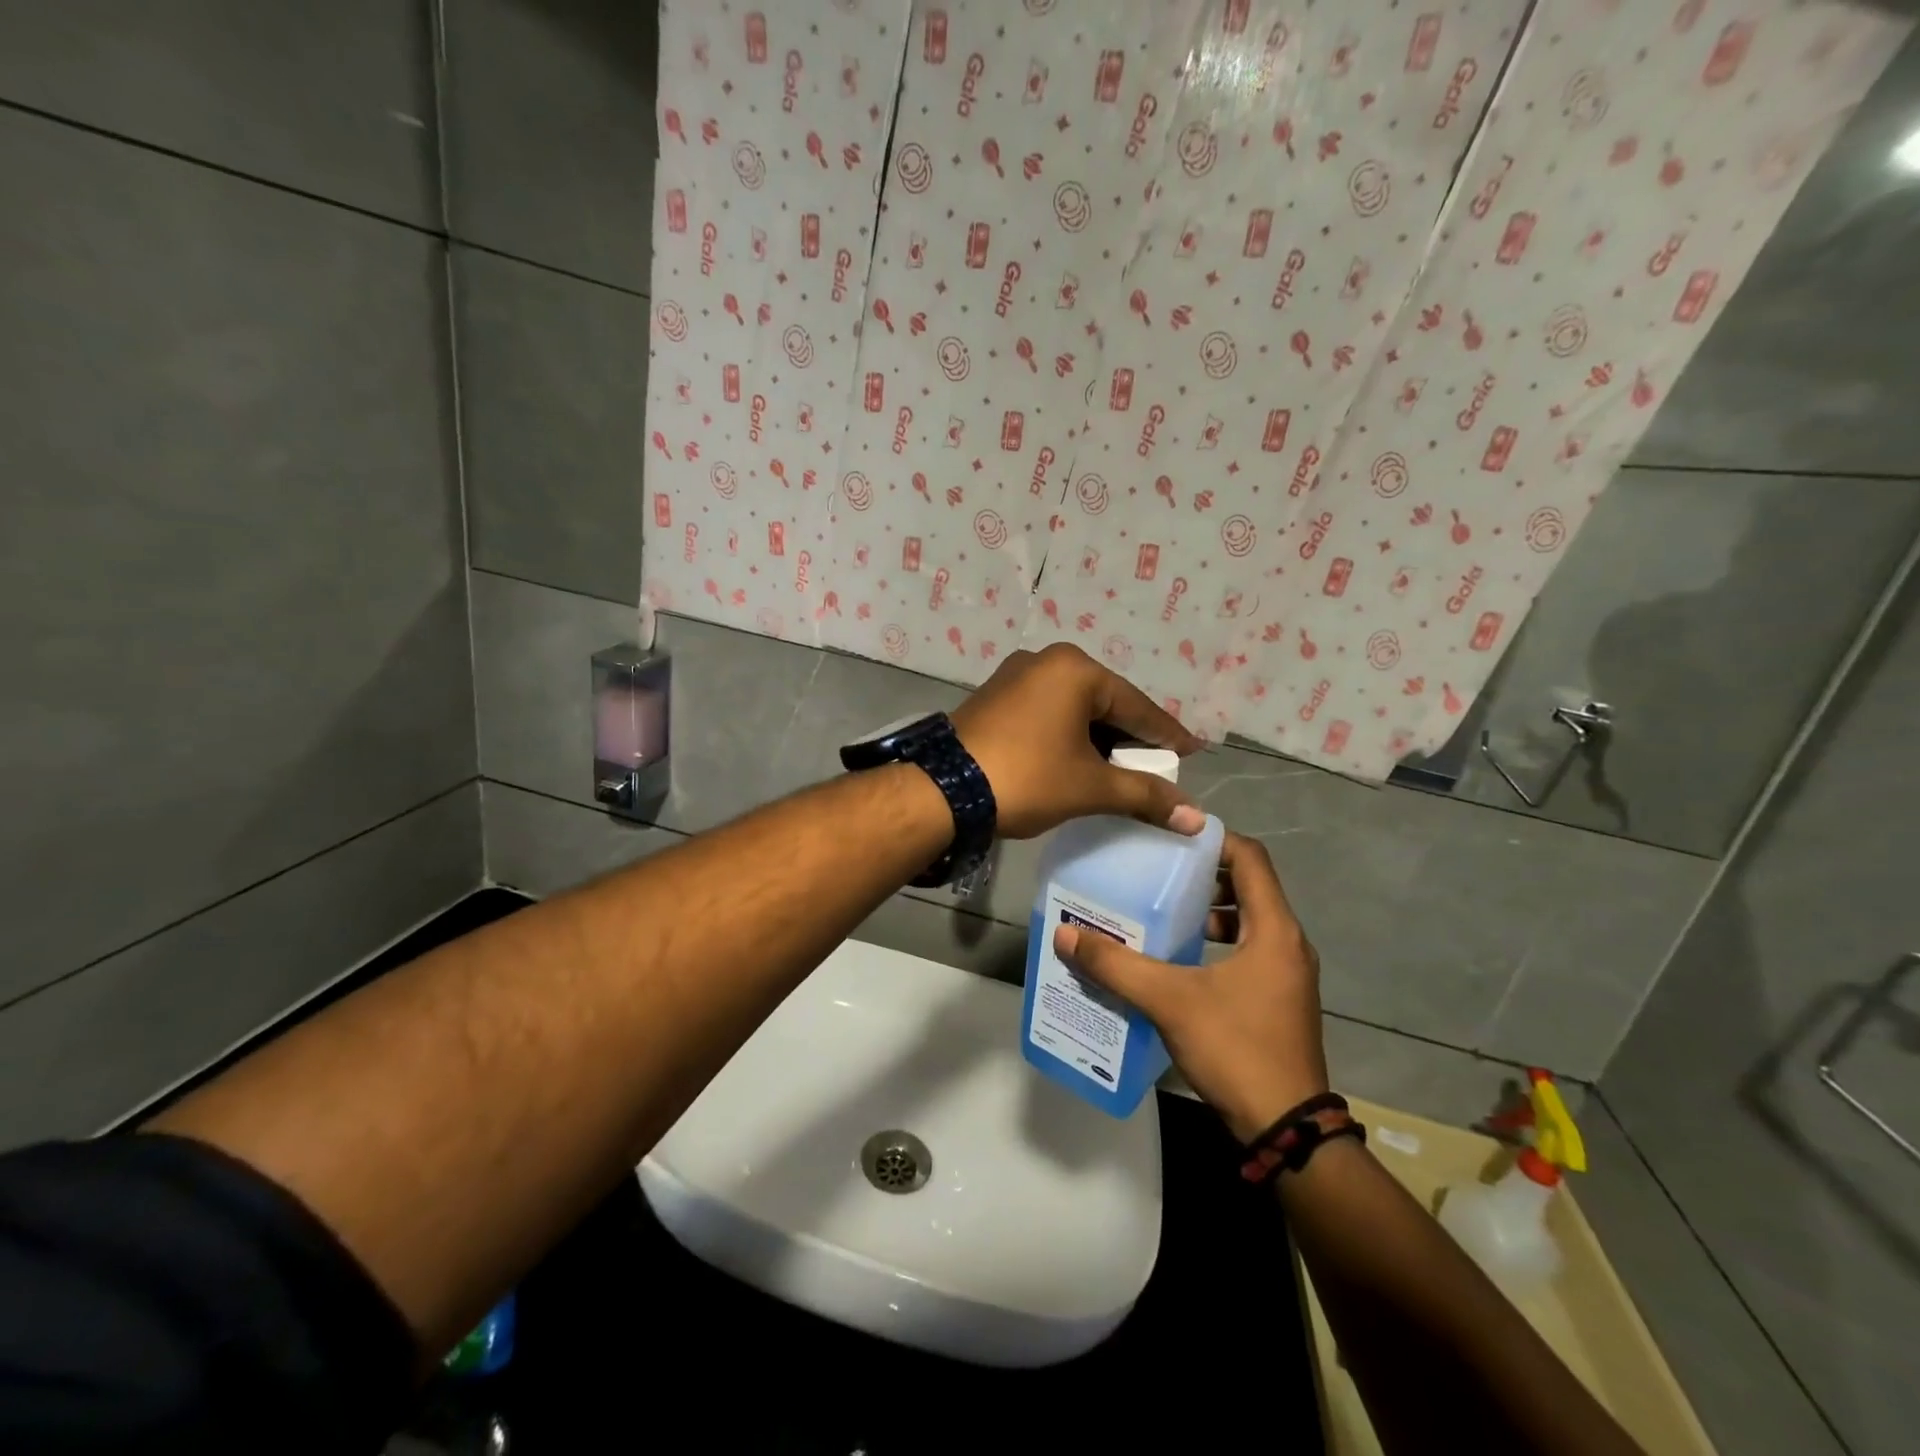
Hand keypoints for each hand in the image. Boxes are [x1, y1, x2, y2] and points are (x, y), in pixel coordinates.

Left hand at [951, 643, 1205, 838]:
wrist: (942, 790)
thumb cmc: (1027, 779)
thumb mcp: (1090, 787)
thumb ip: (1145, 796)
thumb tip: (1196, 818)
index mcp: (1075, 670)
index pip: (1137, 706)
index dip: (1167, 735)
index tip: (1193, 751)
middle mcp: (1046, 661)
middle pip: (1105, 703)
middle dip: (1130, 738)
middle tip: (1156, 766)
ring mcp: (1015, 676)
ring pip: (1073, 709)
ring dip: (1098, 738)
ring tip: (1120, 769)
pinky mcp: (994, 696)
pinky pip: (1047, 712)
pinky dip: (1068, 735)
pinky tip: (1078, 759)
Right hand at [1054, 833, 1327, 1141]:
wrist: (1286, 1129)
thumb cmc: (1235, 1048)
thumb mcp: (1169, 1000)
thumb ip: (1116, 965)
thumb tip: (1066, 935)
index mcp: (1274, 930)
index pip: (1251, 857)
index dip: (1213, 839)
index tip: (1171, 837)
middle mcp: (1288, 943)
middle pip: (1249, 887)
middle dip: (1204, 876)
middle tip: (1158, 873)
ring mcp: (1288, 975)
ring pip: (1249, 922)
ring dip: (1210, 912)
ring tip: (1163, 913)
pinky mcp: (1280, 1000)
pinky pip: (1248, 951)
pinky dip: (1217, 943)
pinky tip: (1179, 961)